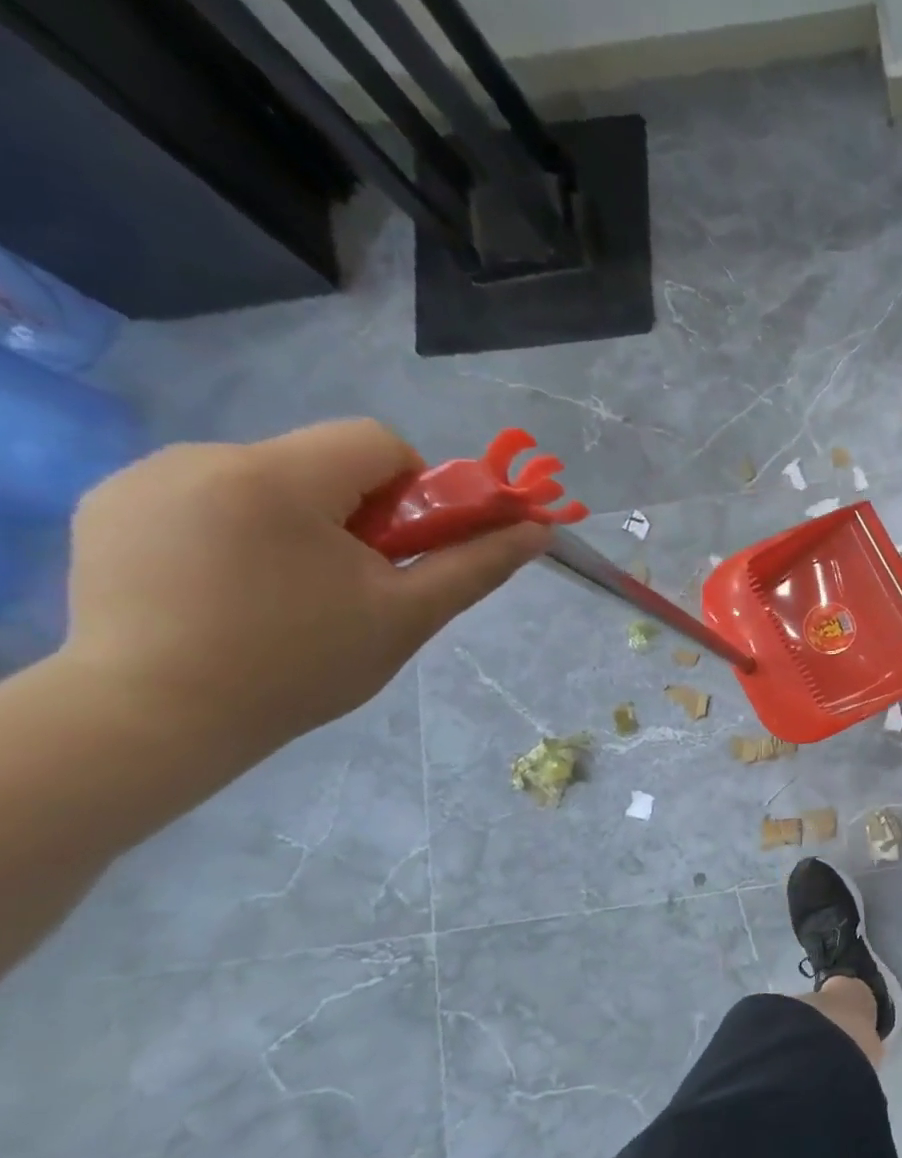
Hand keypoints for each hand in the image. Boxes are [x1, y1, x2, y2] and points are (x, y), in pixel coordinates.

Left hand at [62, 420, 548, 757]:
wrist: (154, 717)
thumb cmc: (301, 664)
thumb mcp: (409, 615)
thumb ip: (476, 563)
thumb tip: (537, 529)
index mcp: (279, 478)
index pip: (377, 441)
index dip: (413, 489)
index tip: (404, 549)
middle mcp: (204, 457)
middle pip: (320, 461)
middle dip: (355, 512)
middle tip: (353, 582)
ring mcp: (144, 479)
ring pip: (265, 479)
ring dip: (297, 521)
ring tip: (287, 592)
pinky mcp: (109, 506)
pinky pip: (206, 496)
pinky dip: (239, 529)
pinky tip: (230, 588)